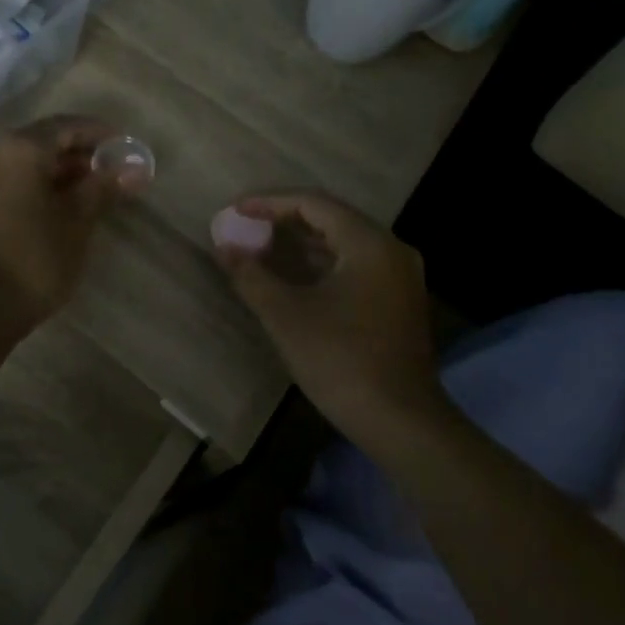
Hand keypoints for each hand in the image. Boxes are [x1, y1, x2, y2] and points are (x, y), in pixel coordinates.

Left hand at [0, 115, 128, 329]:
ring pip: (18, 165)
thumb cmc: (31, 261)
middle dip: (75, 157)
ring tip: (82, 197)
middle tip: (106, 176)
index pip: (66, 126)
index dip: (98, 134)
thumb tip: (132, 168)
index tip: (123, 148)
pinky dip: (27, 189)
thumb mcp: (76, 224)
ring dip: (51, 175)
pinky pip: (1, 185)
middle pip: (39, 143)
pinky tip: (47, 213)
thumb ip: (102, 188)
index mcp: (18, 149)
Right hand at [213, 191, 447, 448]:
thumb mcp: (286, 315)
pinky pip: (354, 265)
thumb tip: (224, 247)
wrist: (401, 422)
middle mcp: (391, 250)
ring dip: (301, 243)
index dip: (270, 202)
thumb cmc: (341, 360)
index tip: (236, 210)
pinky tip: (293, 276)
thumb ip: (251, 275)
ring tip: (261, 247)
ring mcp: (400, 277)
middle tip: (246, 226)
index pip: (314, 203)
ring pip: (343, 243)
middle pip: (332, 219)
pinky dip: (321, 263)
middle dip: (284, 220)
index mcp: (369, 244)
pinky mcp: (398, 302)